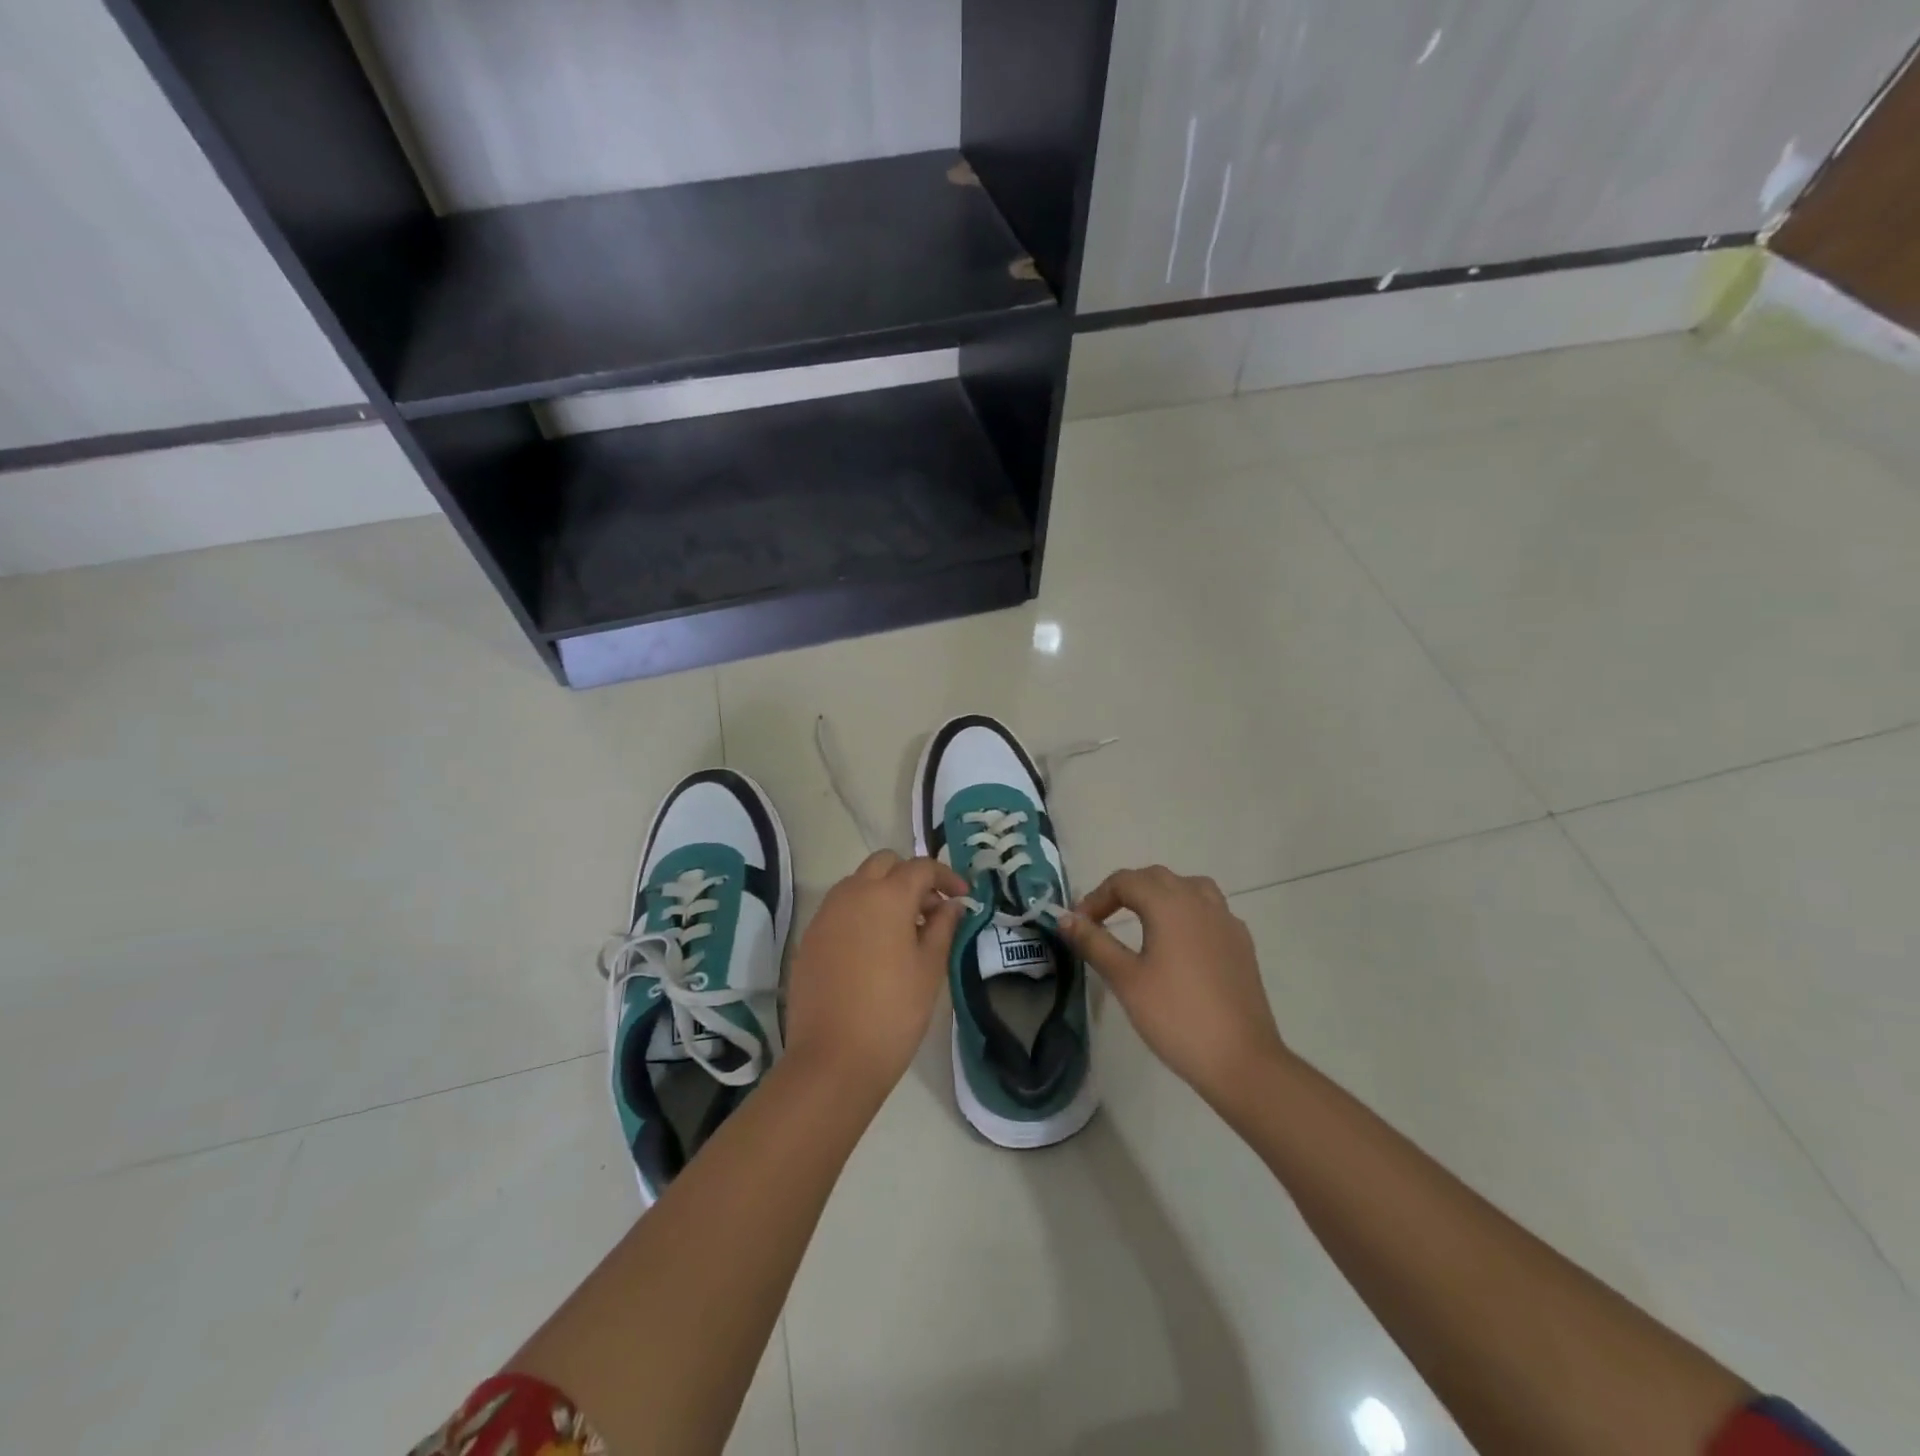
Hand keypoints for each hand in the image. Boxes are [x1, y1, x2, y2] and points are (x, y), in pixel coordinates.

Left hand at [784, 851, 969, 1101]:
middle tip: (930, 910)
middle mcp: (852, 893)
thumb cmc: (894, 1011)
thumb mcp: (930, 968)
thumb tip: (951, 904)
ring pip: (858, 883)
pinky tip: (874, 948)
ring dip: (883, 892)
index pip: (921, 867)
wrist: (833, 1058)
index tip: (963, 897)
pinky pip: (840, 909)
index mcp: (887, 896)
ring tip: (904, 930)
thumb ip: (943, 927)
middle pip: (884, 864)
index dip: (946, 876)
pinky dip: (861, 913)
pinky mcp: (809, 937)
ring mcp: (825, 914)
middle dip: (910, 877)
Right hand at [1056, 866, 1288, 1110]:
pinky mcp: (1242, 944)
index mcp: (1169, 904)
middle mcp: (1200, 901)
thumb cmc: (1176, 1016)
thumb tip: (1065, 918)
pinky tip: (1180, 943)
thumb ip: (1094, 943)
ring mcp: (1226, 921)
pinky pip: (1210, 911)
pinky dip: (1187, 913)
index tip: (1079, 925)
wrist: (1241, 1060)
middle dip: (1125, 892)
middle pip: (1156, 878)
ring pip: (1188, 888)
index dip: (1097, 898)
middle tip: (1102, 920)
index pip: (1125, 881)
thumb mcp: (1125, 979)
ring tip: (1143, 921)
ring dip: (1160, 895)